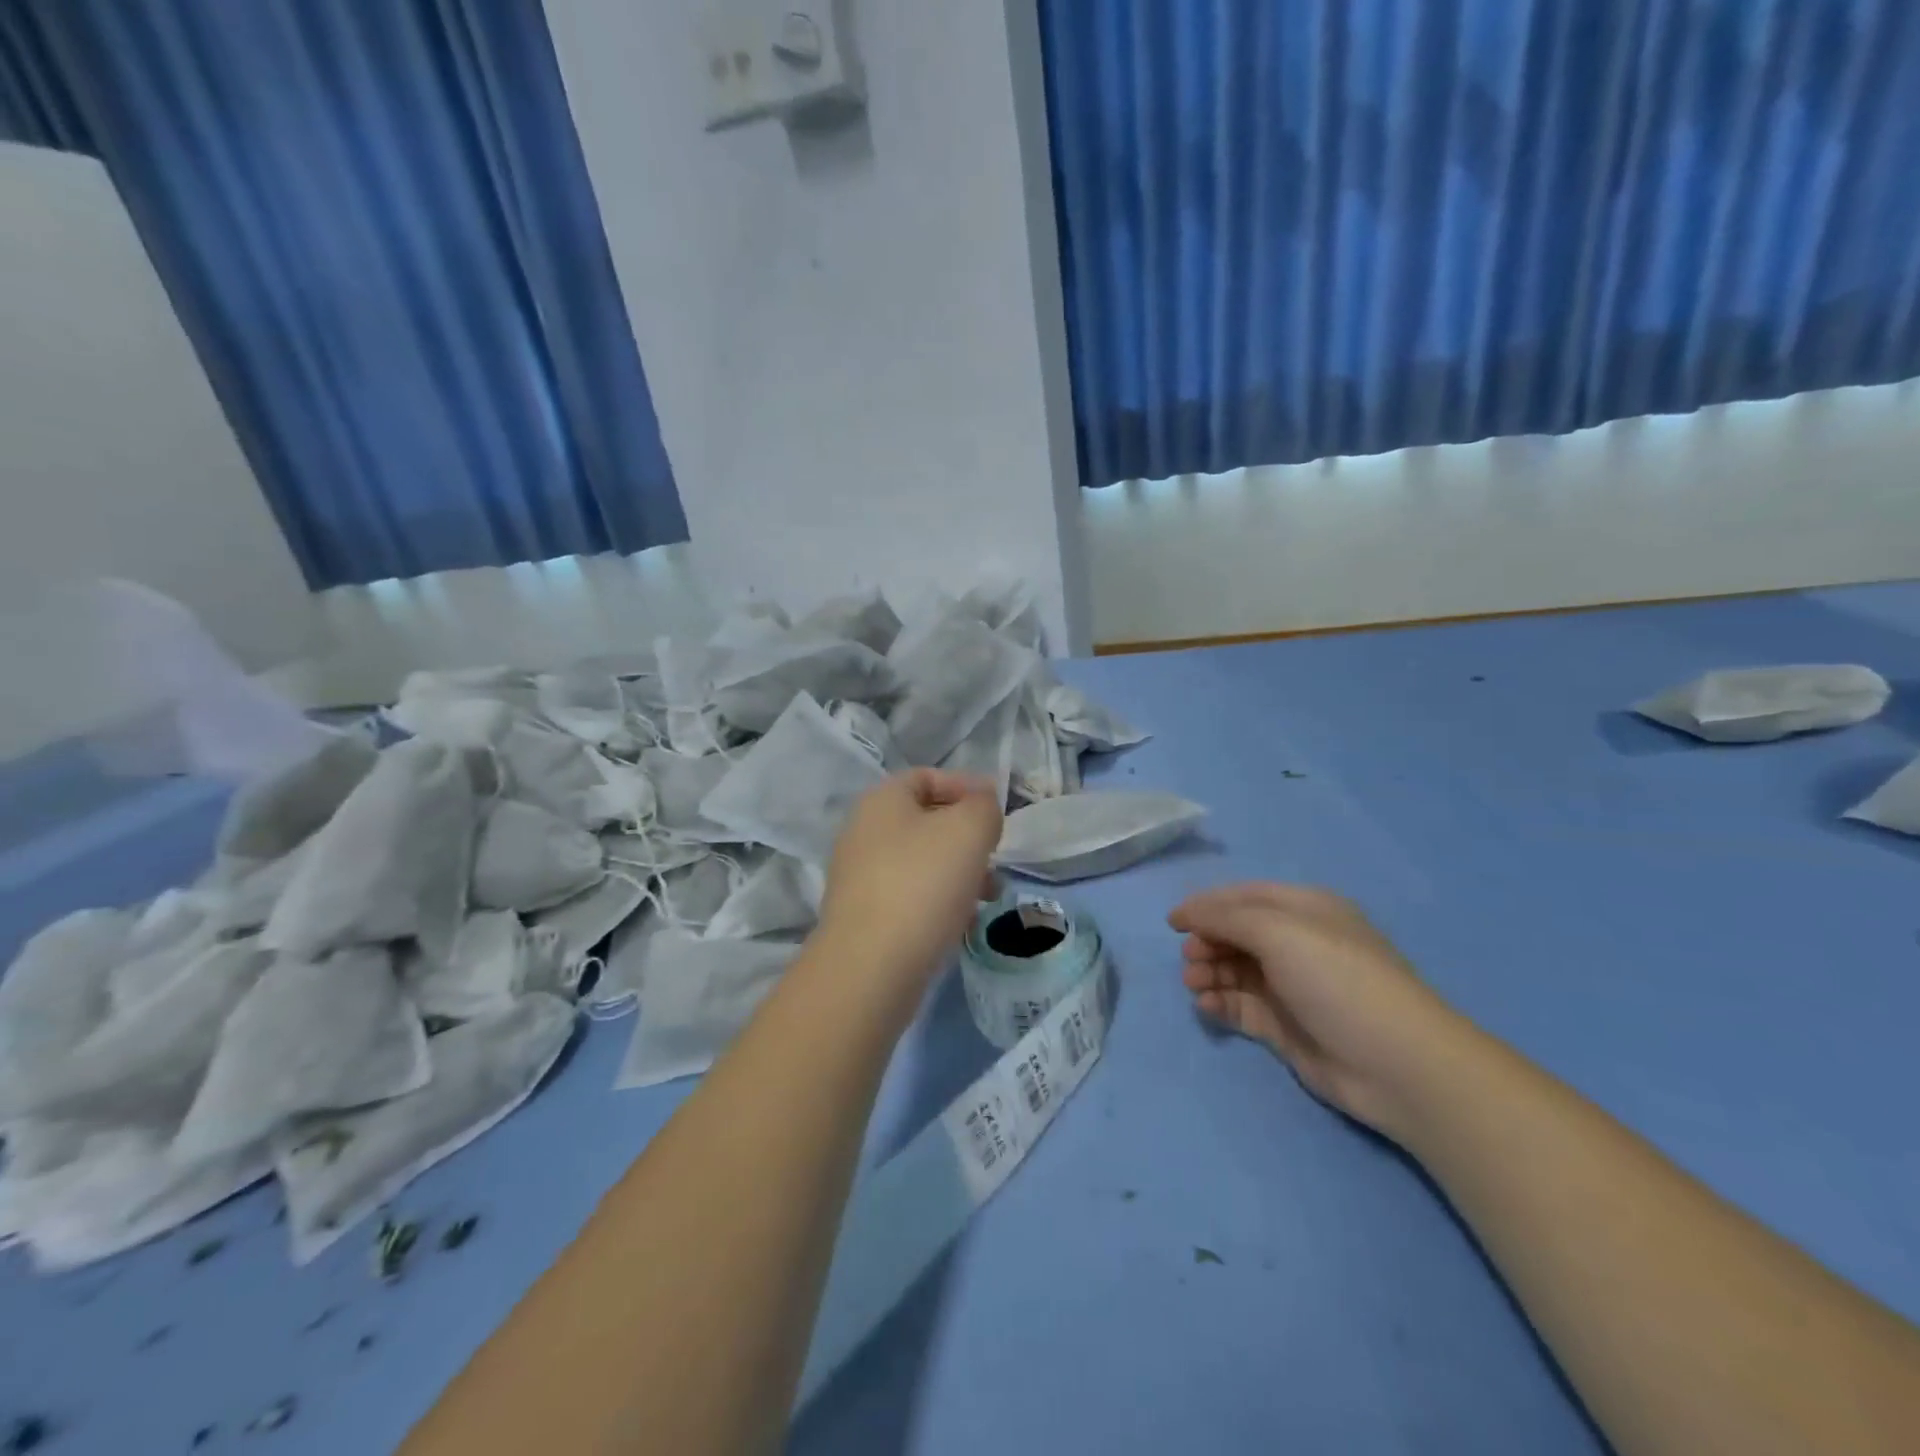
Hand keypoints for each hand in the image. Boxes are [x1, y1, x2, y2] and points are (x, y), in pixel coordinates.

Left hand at [820, 769, 1002, 990]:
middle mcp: (863, 832)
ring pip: (922, 862)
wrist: (871, 967)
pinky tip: (963, 923)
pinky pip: (911, 897)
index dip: (966, 786)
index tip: (998, 811)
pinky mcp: (865, 918)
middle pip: (926, 822)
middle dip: (968, 837)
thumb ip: (983, 807)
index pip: (927, 777)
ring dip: (960, 872)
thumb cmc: (923, 883)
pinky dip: (940, 902)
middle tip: (996, 857)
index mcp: (881, 801)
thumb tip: (981, 807)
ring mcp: (860, 877)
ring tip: (990, 895)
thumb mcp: (969, 829)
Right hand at [1170, 883, 1463, 1139]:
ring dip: (1209, 973)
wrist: (1396, 1065)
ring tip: (1194, 984)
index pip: (1244, 897)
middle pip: (1236, 934)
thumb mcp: (1280, 932)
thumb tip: (1186, 913)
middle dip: (1207, 942)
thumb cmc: (1337, 980)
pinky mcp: (1285, 1027)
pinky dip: (1219, 1002)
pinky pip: (1240, 1006)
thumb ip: (1226, 917)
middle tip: (1190, 959)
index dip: (1206, 905)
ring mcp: (1291, 987)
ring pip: (1234, 970)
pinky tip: (1207, 1006)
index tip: (1172, 922)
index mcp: (1304, 911)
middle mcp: (1297, 944)